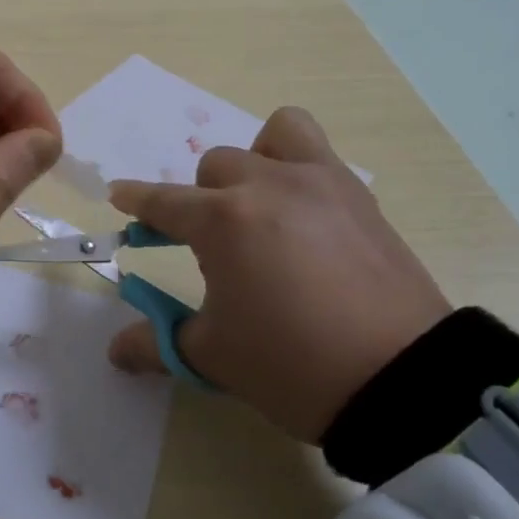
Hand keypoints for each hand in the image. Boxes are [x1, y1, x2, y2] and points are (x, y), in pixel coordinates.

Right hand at [106, 107, 449, 440]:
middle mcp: (266, 185)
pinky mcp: (358, 195)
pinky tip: (304, 213)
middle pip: (214, 168)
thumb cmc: (292, 366)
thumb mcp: (214, 357)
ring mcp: (318, 183)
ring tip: (261, 202)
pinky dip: (299, 165)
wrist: (402, 382)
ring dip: (255, 161)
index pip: (163, 202)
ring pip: (272, 135)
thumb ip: (157, 343)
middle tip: (210, 243)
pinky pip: (318, 152)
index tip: (120, 196)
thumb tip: (116, 351)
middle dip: (201, 199)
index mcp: (223, 221)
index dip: (136, 200)